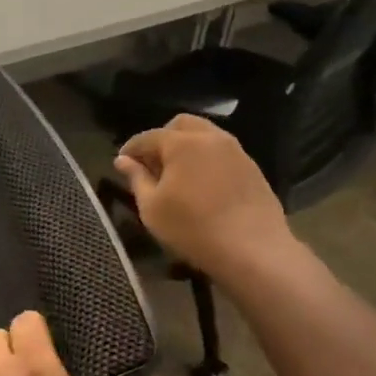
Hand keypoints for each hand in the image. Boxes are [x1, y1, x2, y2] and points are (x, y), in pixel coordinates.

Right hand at [113, 115, 296, 282]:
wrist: (253, 250)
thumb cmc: (192, 228)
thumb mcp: (152, 207)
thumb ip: (136, 178)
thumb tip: (123, 160)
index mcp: (183, 143)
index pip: (148, 137)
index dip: (131, 149)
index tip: (122, 164)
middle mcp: (211, 138)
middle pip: (181, 125)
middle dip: (162, 139)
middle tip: (152, 164)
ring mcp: (237, 152)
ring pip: (205, 136)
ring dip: (187, 148)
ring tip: (177, 175)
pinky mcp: (253, 169)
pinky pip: (222, 153)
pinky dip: (206, 160)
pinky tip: (202, 186)